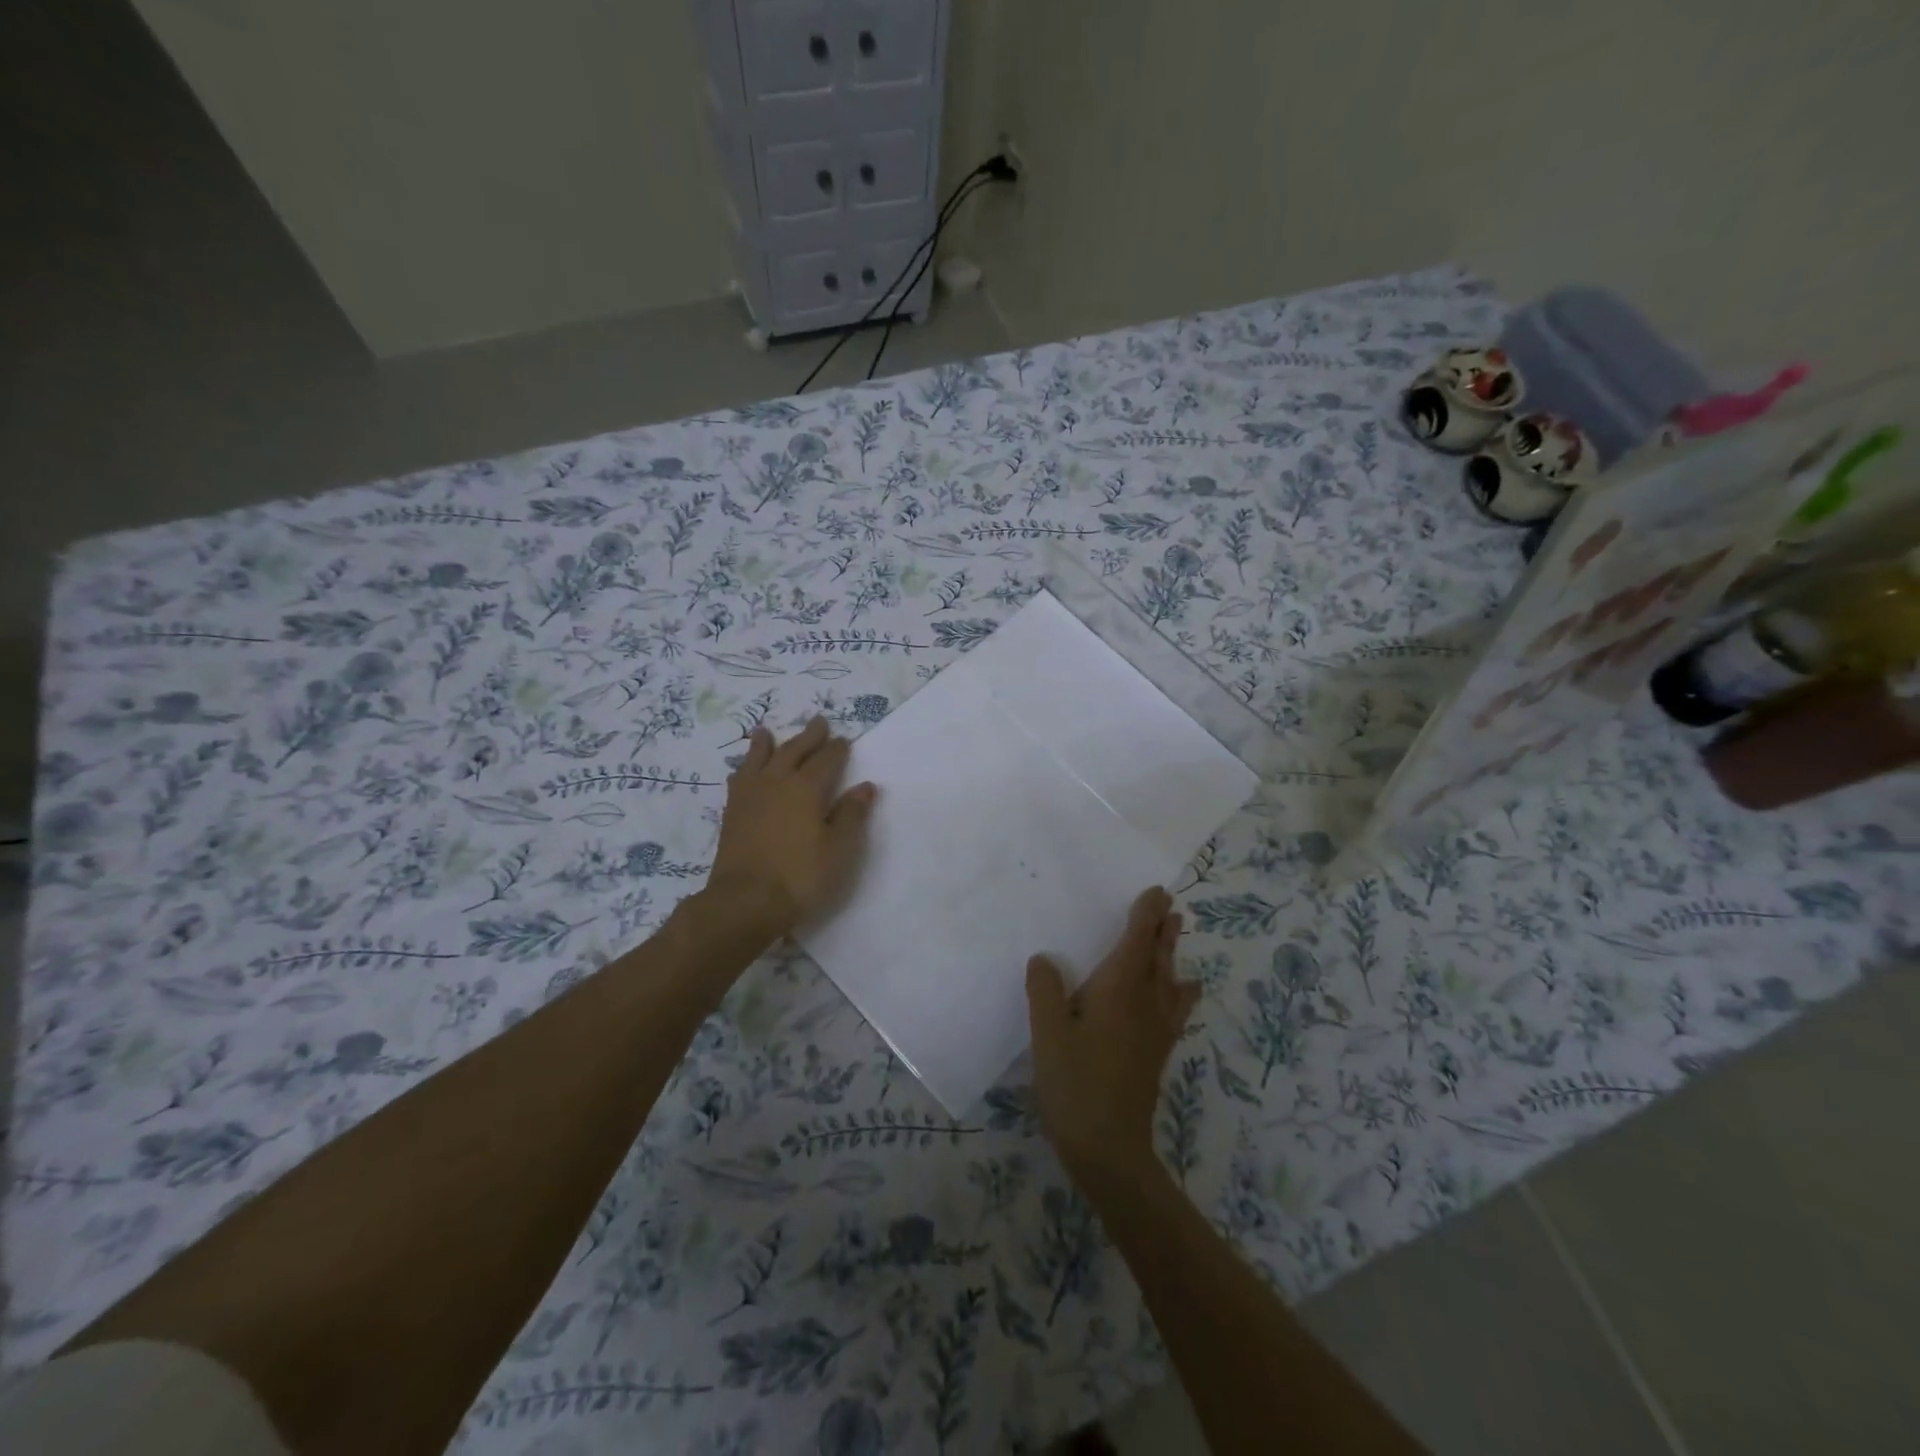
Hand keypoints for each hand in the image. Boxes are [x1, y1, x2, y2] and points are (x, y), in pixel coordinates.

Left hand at [707, 717, 876, 935]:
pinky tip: (743, 770)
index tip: (844, 740)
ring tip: (766, 732)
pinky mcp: (732, 813)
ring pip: (760, 760)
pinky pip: (739, 779)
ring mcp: (750, 797)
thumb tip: (865, 787)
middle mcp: (776, 783)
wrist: (745, 902)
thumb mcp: (838, 850)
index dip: (837, 750)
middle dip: (808, 737)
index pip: (826, 760)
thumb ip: (851, 815)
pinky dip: (744, 768)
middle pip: (794, 751)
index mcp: (806, 789)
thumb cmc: (800, 876)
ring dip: (766, 745)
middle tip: (818, 722)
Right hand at [1026, 886, 1199, 1188]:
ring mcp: (1156, 1030)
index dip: (1146, 916)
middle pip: (1159, 958)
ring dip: (1172, 954)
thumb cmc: (1075, 1084)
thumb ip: (1045, 991)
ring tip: (1176, 934)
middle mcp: (1145, 1003)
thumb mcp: (1047, 1035)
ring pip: (1170, 980)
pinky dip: (1180, 990)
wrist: (1109, 1148)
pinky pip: (1175, 1008)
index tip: (1157, 893)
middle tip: (1170, 906)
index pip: (1137, 943)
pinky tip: (1182, 992)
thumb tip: (1045, 959)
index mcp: (1119, 991)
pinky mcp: (1157, 1052)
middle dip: (1163, 929)